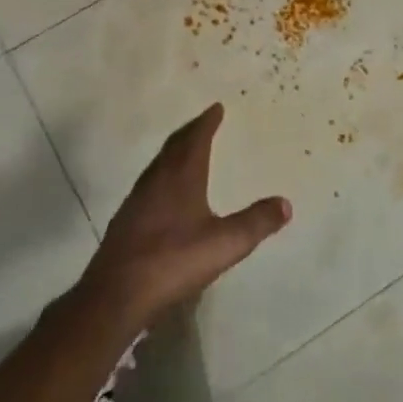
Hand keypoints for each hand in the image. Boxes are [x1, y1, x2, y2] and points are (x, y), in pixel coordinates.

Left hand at [81, 104, 290, 328]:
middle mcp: (156, 180)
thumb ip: (256, 223)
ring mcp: (137, 200)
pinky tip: (164, 194)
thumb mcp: (225, 244)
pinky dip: (162, 176)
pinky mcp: (125, 221)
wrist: (117, 293)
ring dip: (174, 153)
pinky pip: (148, 185)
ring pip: (158, 165)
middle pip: (173, 146)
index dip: (207, 122)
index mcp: (181, 177)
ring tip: (185, 152)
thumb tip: (285, 203)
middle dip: (190, 132)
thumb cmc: (173, 261)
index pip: (195, 139)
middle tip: (202, 122)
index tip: (216, 107)